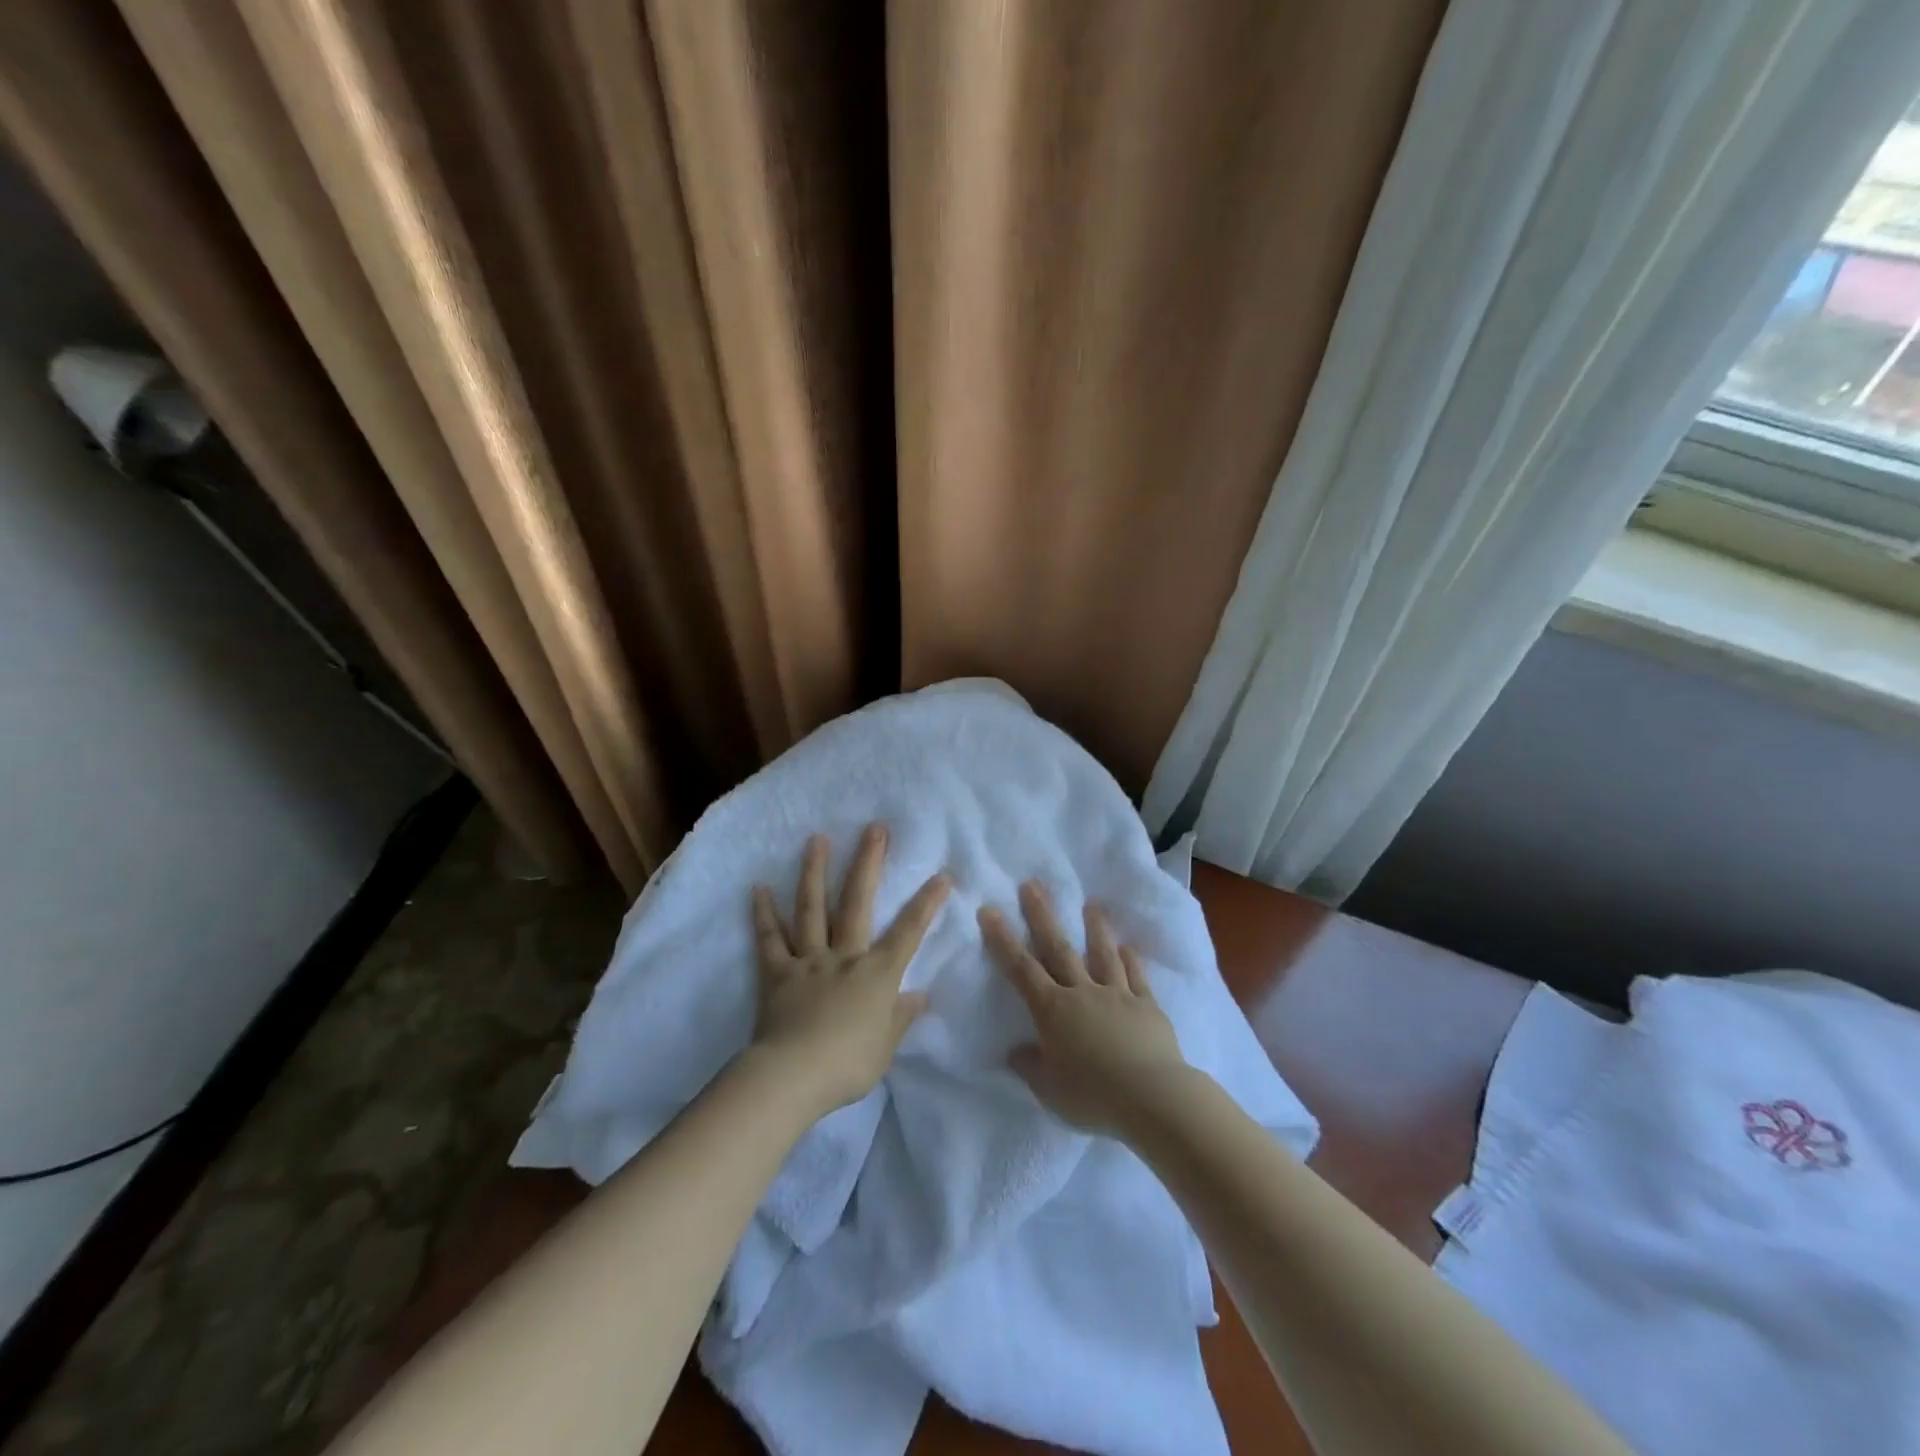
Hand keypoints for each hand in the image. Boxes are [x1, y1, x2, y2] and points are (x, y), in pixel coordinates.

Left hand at [746, 826, 950, 1116]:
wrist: (792, 1076)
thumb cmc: (847, 1065)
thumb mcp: (885, 1047)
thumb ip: (901, 1017)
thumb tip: (920, 995)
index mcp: (876, 974)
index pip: (909, 932)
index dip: (927, 903)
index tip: (942, 874)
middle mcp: (844, 956)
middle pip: (857, 902)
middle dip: (868, 863)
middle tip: (874, 828)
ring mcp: (809, 960)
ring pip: (812, 909)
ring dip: (814, 872)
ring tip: (816, 839)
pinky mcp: (777, 973)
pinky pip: (770, 939)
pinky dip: (763, 914)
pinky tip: (758, 888)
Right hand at [980, 882, 1190, 1136]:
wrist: (1152, 1097)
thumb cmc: (1092, 1095)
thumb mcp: (1049, 1089)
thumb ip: (1030, 1067)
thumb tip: (1015, 1051)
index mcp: (1053, 1010)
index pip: (1021, 969)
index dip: (1003, 940)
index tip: (990, 910)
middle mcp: (1082, 992)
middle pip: (1058, 948)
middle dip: (1042, 916)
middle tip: (1032, 884)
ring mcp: (1117, 995)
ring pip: (1102, 955)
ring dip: (1095, 929)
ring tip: (1091, 905)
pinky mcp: (1146, 1006)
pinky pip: (1136, 977)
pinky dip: (1131, 960)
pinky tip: (1128, 946)